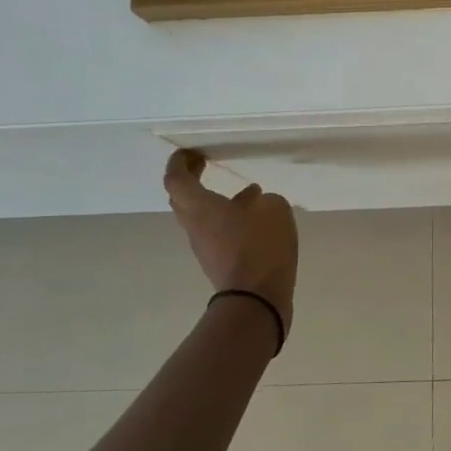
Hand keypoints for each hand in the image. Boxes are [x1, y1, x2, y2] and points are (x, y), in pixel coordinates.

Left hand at [163, 150, 298, 335]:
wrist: (256, 298)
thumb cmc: (260, 246)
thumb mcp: (275, 209)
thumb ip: (265, 200)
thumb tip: (257, 203)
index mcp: (200, 206)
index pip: (176, 178)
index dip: (180, 162)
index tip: (191, 153)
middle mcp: (194, 225)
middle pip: (181, 199)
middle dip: (191, 180)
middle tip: (206, 167)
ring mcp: (204, 247)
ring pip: (199, 217)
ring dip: (214, 201)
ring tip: (244, 193)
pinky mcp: (218, 262)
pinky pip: (216, 233)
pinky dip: (228, 220)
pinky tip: (254, 221)